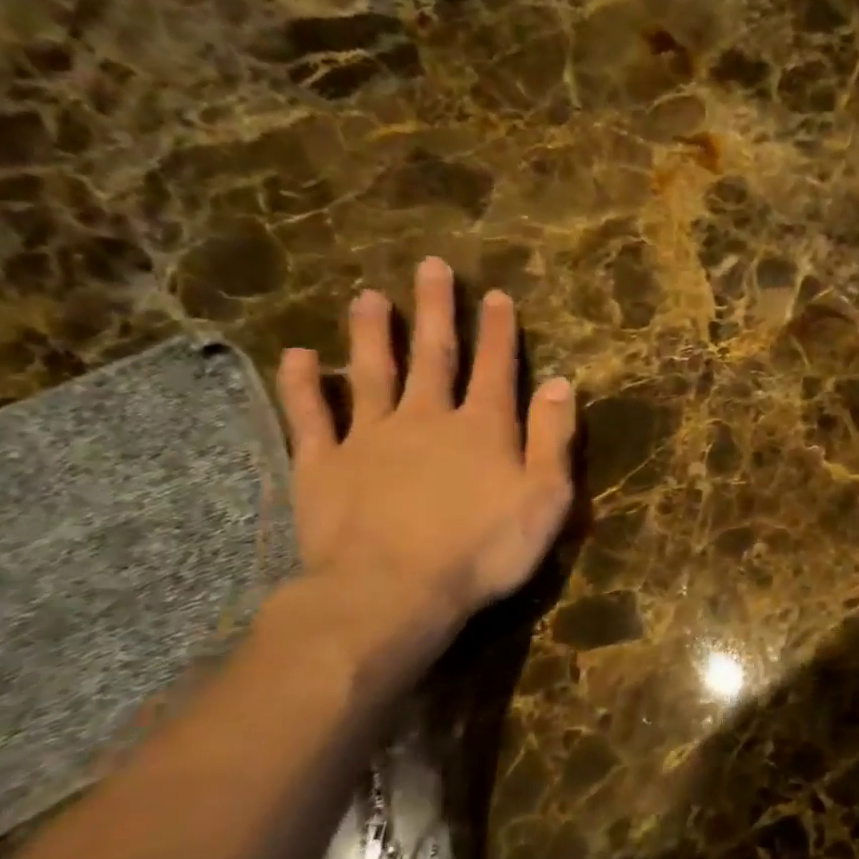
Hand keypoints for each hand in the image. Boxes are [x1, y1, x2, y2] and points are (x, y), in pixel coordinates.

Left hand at [274, 256, 576, 624]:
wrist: (392, 590)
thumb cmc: (484, 548)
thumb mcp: (545, 496)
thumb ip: (552, 437)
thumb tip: (561, 382)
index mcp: (482, 427)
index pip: (496, 367)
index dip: (498, 331)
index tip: (496, 294)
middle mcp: (426, 418)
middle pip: (432, 355)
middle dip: (434, 310)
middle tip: (430, 267)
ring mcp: (369, 438)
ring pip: (371, 373)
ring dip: (370, 333)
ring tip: (367, 297)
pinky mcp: (322, 465)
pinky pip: (310, 416)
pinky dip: (303, 385)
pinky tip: (298, 357)